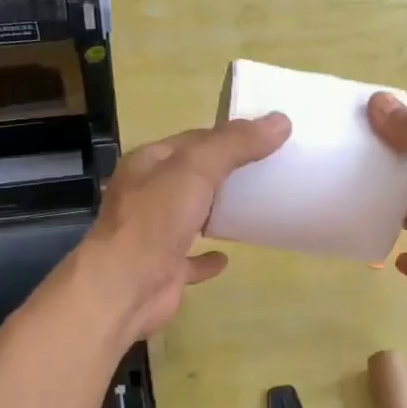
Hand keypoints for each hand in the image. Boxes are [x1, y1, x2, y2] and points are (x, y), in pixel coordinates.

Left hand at [78, 114, 291, 341]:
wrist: (125, 286)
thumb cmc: (156, 218)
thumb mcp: (197, 168)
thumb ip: (236, 144)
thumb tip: (280, 121)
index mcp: (149, 163)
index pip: (193, 139)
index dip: (227, 136)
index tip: (264, 137)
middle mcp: (147, 194)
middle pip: (191, 176)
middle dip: (223, 171)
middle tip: (267, 169)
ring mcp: (154, 233)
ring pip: (190, 215)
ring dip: (215, 210)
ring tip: (253, 206)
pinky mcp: (164, 269)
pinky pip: (191, 258)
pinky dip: (208, 257)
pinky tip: (228, 257)